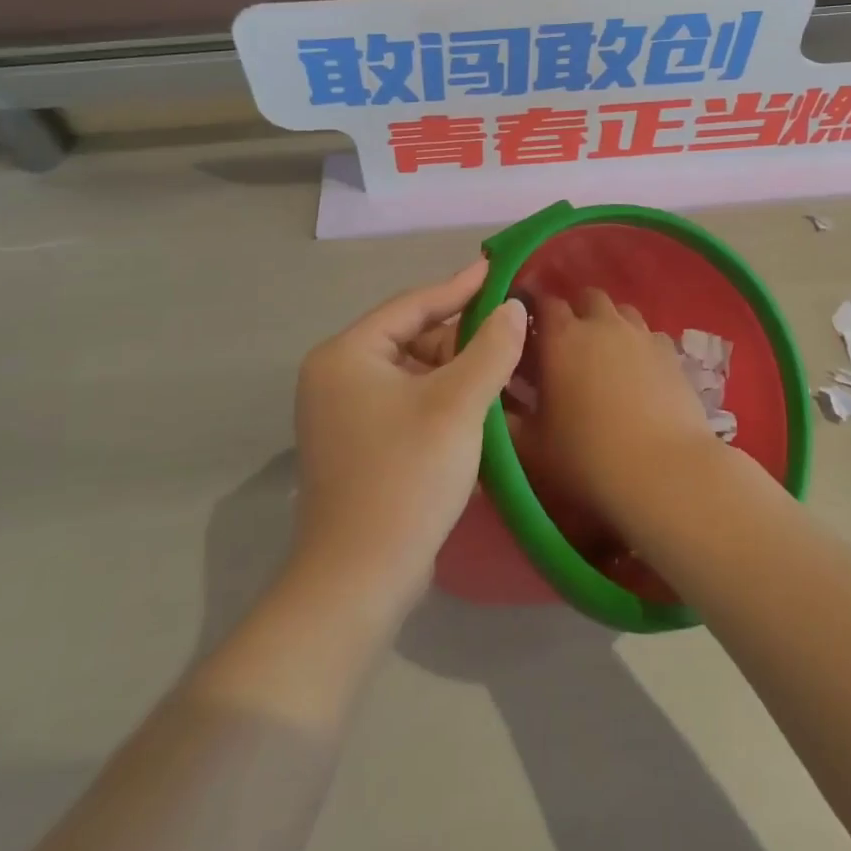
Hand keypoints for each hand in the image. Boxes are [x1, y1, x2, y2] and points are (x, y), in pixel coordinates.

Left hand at [292, 260, 525, 615]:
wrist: (359, 581)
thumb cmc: (406, 477)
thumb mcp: (458, 404)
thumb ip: (491, 348)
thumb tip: (513, 308)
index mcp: (347, 355)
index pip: (413, 305)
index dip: (460, 287)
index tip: (498, 269)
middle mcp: (337, 376)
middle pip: (413, 339)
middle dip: (464, 339)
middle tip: (513, 332)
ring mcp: (343, 414)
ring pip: (414, 374)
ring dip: (459, 373)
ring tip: (507, 371)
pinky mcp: (358, 446)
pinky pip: (408, 403)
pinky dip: (443, 400)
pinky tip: (482, 406)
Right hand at [516, 289, 722, 524]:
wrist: (664, 473)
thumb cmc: (588, 458)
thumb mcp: (530, 446)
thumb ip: (505, 418)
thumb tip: (492, 401)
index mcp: (561, 337)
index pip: (542, 302)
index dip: (533, 312)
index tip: (525, 333)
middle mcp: (602, 323)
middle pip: (586, 297)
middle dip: (575, 312)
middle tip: (566, 346)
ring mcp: (640, 334)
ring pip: (621, 311)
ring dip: (608, 324)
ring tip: (604, 356)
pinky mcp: (671, 352)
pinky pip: (648, 334)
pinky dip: (638, 344)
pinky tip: (638, 372)